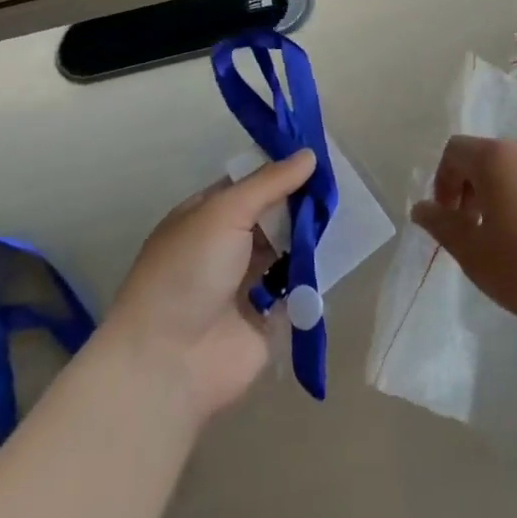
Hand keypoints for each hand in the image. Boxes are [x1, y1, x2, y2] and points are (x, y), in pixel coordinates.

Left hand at [105, 149, 314, 425]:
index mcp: (206, 216)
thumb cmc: (188, 272)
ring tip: (347, 217)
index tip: (320, 158)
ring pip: (287, 249)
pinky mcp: (267, 318)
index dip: (281, 171)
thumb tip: (309, 155)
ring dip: (310, 237)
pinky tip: (341, 255)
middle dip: (301, 203)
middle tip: (340, 188)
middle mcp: (225, 246)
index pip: (250, 184)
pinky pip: (297, 288)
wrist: (169, 362)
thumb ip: (269, 183)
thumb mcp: (224, 212)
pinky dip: (315, 275)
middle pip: (272, 216)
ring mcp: (246, 283)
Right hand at [412, 135, 516, 340]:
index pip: (456, 150)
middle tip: (478, 227)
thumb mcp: (475, 255)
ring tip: (515, 230)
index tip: (449, 216)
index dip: (443, 180)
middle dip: (475, 186)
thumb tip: (420, 207)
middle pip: (490, 155)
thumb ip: (442, 225)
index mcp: (498, 158)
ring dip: (508, 188)